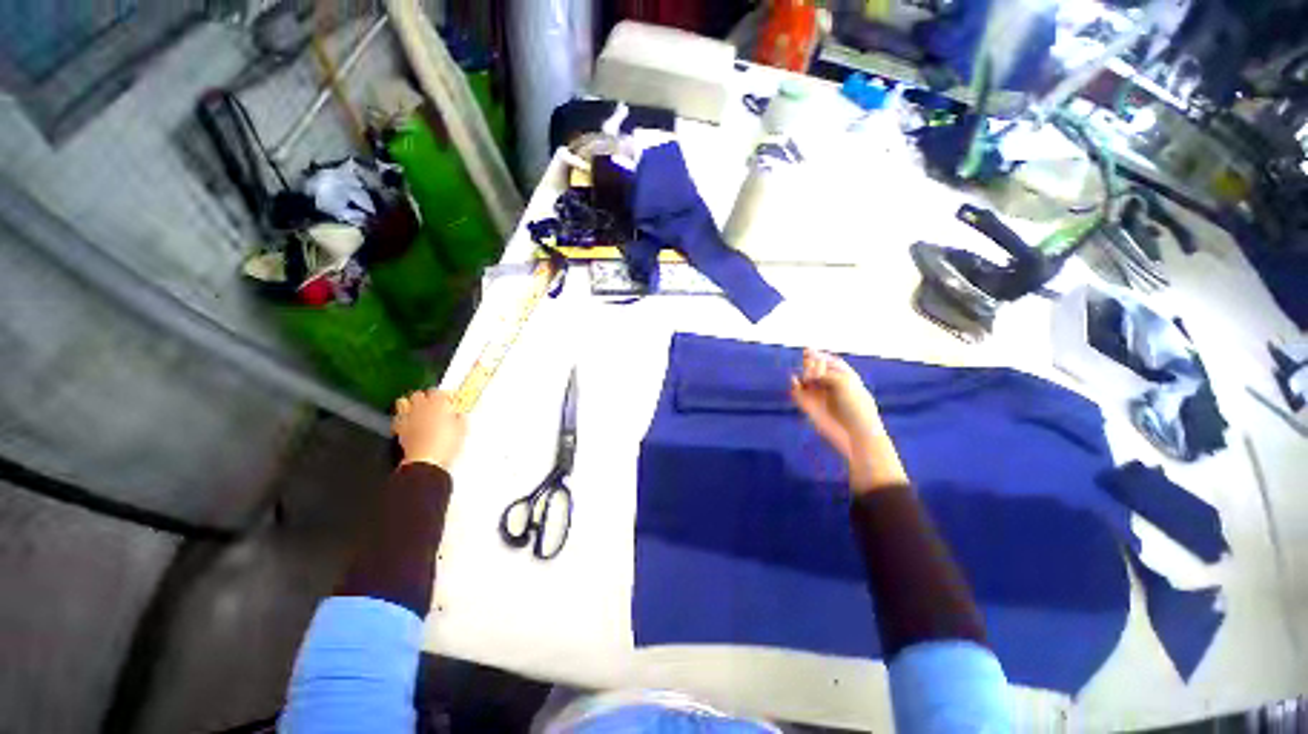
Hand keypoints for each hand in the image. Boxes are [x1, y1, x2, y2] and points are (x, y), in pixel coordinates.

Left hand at [393, 389, 466, 471]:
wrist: (426, 462)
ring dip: (411, 404)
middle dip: (426, 398)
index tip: (450, 400)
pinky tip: (408, 422)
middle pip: (419, 395)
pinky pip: (398, 417)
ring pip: (404, 402)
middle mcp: (421, 409)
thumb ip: (460, 419)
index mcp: (439, 406)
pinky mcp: (399, 429)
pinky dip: (402, 417)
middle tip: (434, 405)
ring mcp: (408, 418)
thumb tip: (459, 415)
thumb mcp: (461, 431)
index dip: (445, 395)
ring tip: (418, 410)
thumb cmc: (446, 445)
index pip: (439, 392)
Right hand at [790, 350, 905, 491]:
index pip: (830, 362)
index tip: (811, 350)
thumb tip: (806, 375)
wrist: (854, 433)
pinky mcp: (808, 406)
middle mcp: (830, 384)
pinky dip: (794, 386)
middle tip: (810, 362)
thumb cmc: (855, 406)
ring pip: (806, 379)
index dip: (821, 356)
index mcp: (844, 377)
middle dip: (811, 363)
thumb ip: (823, 373)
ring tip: (808, 376)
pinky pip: (797, 392)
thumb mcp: (844, 382)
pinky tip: (795, 382)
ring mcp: (819, 395)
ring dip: (804, 373)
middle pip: (816, 368)